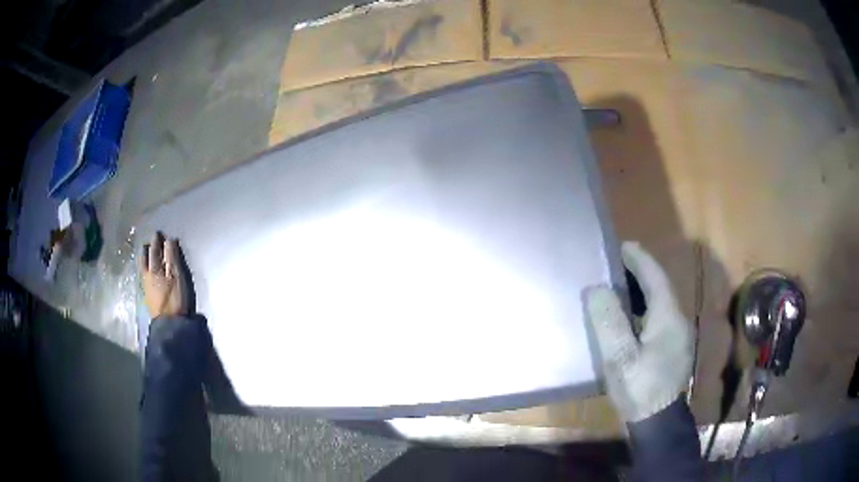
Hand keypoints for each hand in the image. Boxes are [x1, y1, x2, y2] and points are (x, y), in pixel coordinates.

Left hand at [139, 232, 189, 318]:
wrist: (169, 324)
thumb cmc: (174, 298)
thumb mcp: (177, 276)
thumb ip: (172, 258)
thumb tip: (169, 240)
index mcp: (155, 267)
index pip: (156, 250)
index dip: (158, 241)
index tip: (159, 233)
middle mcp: (148, 274)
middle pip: (146, 257)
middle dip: (149, 248)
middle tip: (151, 241)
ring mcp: (146, 285)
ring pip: (143, 266)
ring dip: (145, 258)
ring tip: (146, 253)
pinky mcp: (147, 295)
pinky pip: (143, 275)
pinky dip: (144, 268)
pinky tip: (146, 270)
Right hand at [585, 242, 693, 422]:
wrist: (658, 421)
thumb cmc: (639, 388)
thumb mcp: (620, 358)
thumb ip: (609, 322)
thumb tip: (597, 289)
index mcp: (667, 317)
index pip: (655, 277)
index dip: (639, 259)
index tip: (622, 246)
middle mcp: (677, 320)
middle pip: (660, 287)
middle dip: (640, 272)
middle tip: (615, 264)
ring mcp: (678, 335)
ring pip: (661, 303)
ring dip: (642, 290)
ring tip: (619, 286)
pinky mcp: (673, 348)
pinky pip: (660, 317)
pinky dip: (645, 309)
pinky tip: (631, 318)